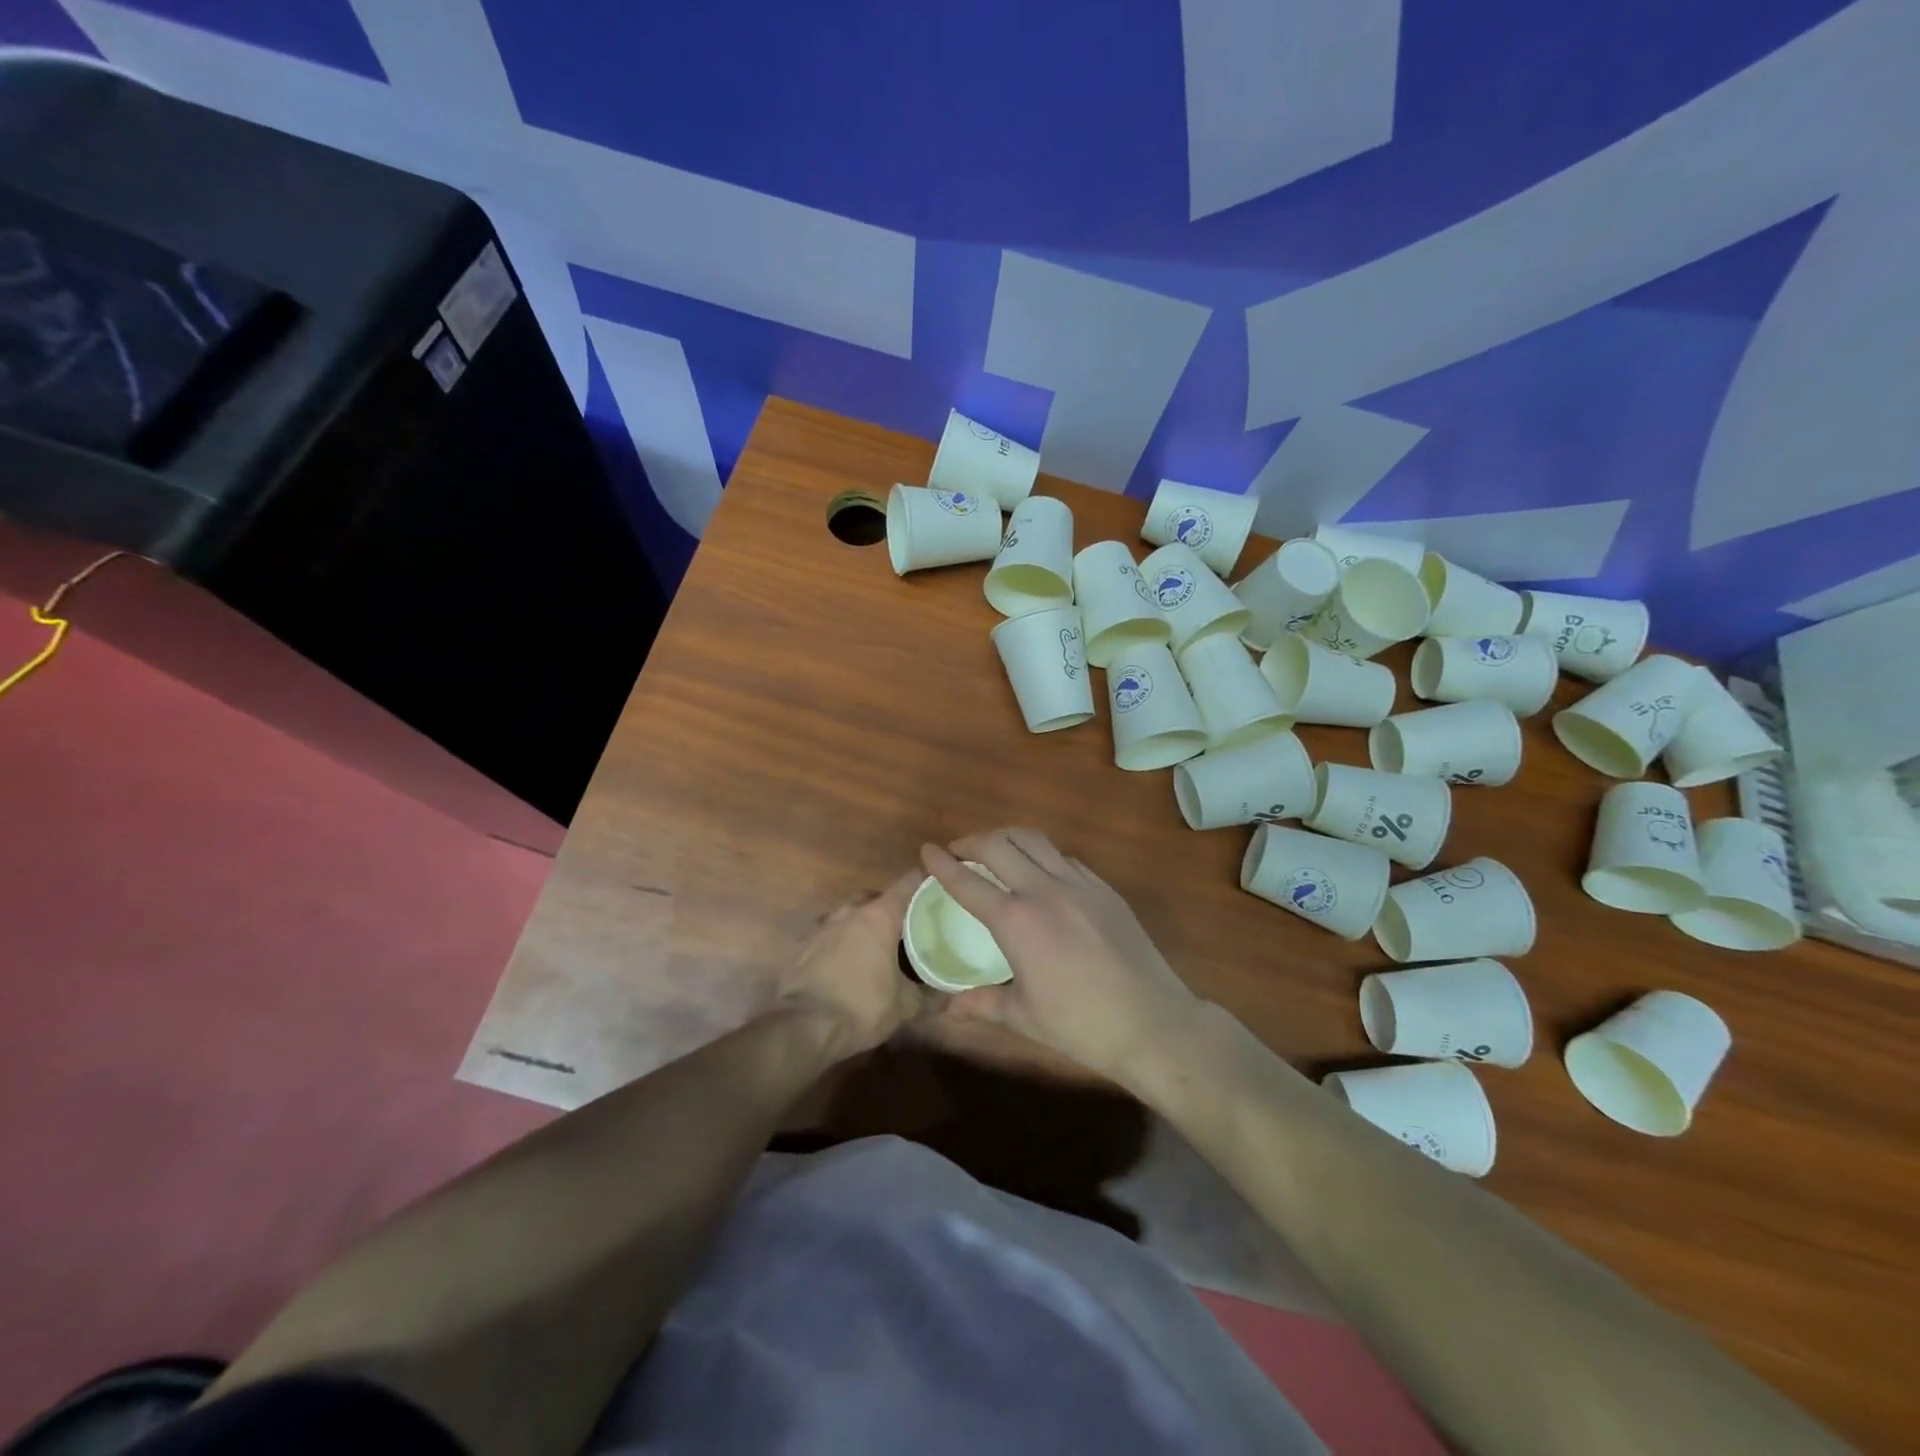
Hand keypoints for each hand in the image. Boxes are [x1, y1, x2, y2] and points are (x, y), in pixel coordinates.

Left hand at [774, 871, 931, 1056]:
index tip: (937, 891)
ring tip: (873, 947)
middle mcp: (849, 911)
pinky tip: (844, 963)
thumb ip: (931, 995)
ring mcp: (821, 926)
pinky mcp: (801, 944)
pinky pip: (826, 934)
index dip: (925, 883)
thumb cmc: (862, 1007)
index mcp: (879, 916)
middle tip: (904, 928)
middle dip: (889, 907)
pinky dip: (837, 942)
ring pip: (847, 913)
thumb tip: (951, 994)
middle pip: (874, 897)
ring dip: (860, 924)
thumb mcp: (905, 1006)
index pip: (908, 883)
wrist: (803, 1027)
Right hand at [920, 828, 1202, 1080]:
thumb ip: (983, 1003)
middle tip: (957, 851)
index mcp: (1016, 921)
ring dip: (1006, 838)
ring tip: (994, 850)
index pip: (968, 882)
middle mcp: (1044, 890)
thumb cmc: (1081, 1025)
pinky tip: (1040, 872)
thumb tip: (949, 1008)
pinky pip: (1064, 858)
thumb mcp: (1024, 1017)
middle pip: (998, 845)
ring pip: (1034, 840)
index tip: (926, 850)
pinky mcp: (1104, 889)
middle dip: (971, 841)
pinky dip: (1042, 855)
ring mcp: (1079, 884)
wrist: (1152, 1023)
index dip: (942, 864)